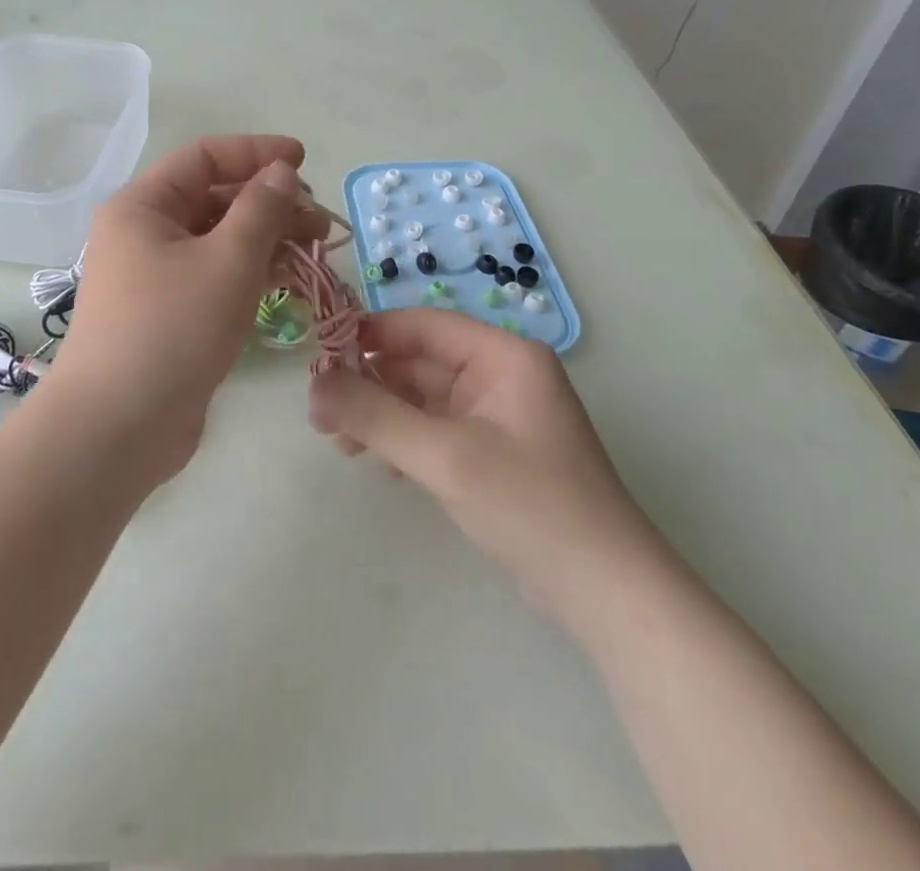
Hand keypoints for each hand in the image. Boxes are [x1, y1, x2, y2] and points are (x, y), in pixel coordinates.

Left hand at [46, 135, 324, 484]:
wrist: (118, 429)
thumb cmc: (171, 330)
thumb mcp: (227, 262)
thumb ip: (261, 210)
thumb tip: (280, 172)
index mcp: (143, 206)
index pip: (204, 158)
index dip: (256, 152)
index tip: (303, 161)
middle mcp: (144, 233)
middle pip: (214, 199)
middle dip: (270, 202)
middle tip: (321, 220)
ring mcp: (155, 276)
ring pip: (219, 240)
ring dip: (268, 238)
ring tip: (317, 248)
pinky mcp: (170, 313)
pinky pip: (216, 275)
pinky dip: (252, 271)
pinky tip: (290, 278)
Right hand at [308, 308, 658, 610]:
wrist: (605, 593)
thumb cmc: (529, 505)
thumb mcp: (444, 456)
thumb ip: (374, 415)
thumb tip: (314, 383)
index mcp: (502, 355)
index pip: (423, 325)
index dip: (369, 334)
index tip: (320, 355)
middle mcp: (500, 375)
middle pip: (418, 362)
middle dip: (368, 384)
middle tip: (320, 414)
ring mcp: (497, 415)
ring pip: (422, 397)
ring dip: (381, 415)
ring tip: (339, 443)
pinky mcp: (492, 451)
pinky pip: (435, 428)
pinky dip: (404, 440)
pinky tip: (380, 465)